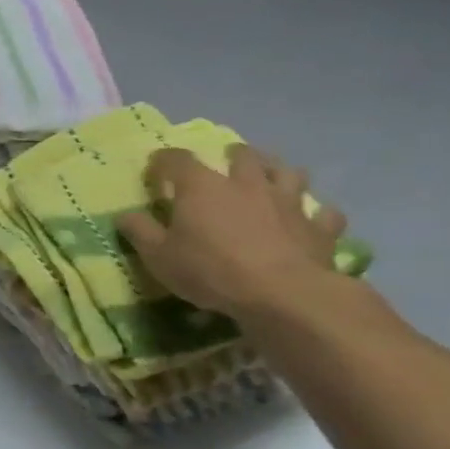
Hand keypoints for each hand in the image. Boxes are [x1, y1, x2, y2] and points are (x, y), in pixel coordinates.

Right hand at [117, 145, 347, 321]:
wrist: (281, 294)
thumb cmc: (210, 270)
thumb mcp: (158, 256)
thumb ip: (139, 232)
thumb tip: (125, 215)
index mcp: (202, 187)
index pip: (177, 160)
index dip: (163, 161)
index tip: (155, 169)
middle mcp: (246, 184)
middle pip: (242, 155)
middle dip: (232, 155)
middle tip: (225, 163)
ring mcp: (287, 202)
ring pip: (289, 173)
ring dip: (278, 172)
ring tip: (270, 179)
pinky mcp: (318, 227)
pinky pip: (324, 213)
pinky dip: (317, 214)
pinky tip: (311, 220)